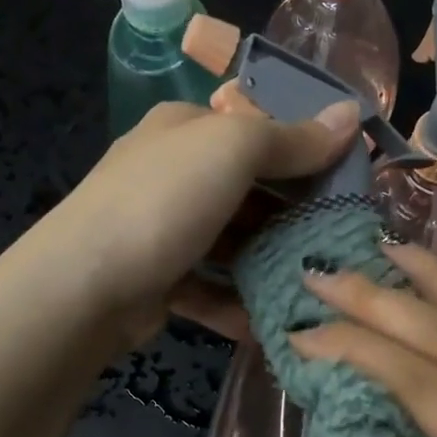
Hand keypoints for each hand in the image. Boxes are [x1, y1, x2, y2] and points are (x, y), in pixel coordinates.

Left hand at [37, 95, 358, 349]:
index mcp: (186, 129)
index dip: (305, 150)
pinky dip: (238, 304)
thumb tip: (351, 116)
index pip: (257, 130)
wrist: (86, 286)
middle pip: (248, 190)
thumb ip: (292, 138)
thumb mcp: (234, 151)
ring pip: (232, 243)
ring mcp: (164, 230)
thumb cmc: (165, 201)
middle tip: (342, 239)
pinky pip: (211, 289)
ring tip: (317, 284)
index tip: (351, 180)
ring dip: (269, 263)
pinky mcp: (160, 280)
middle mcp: (173, 173)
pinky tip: (271, 321)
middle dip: (293, 214)